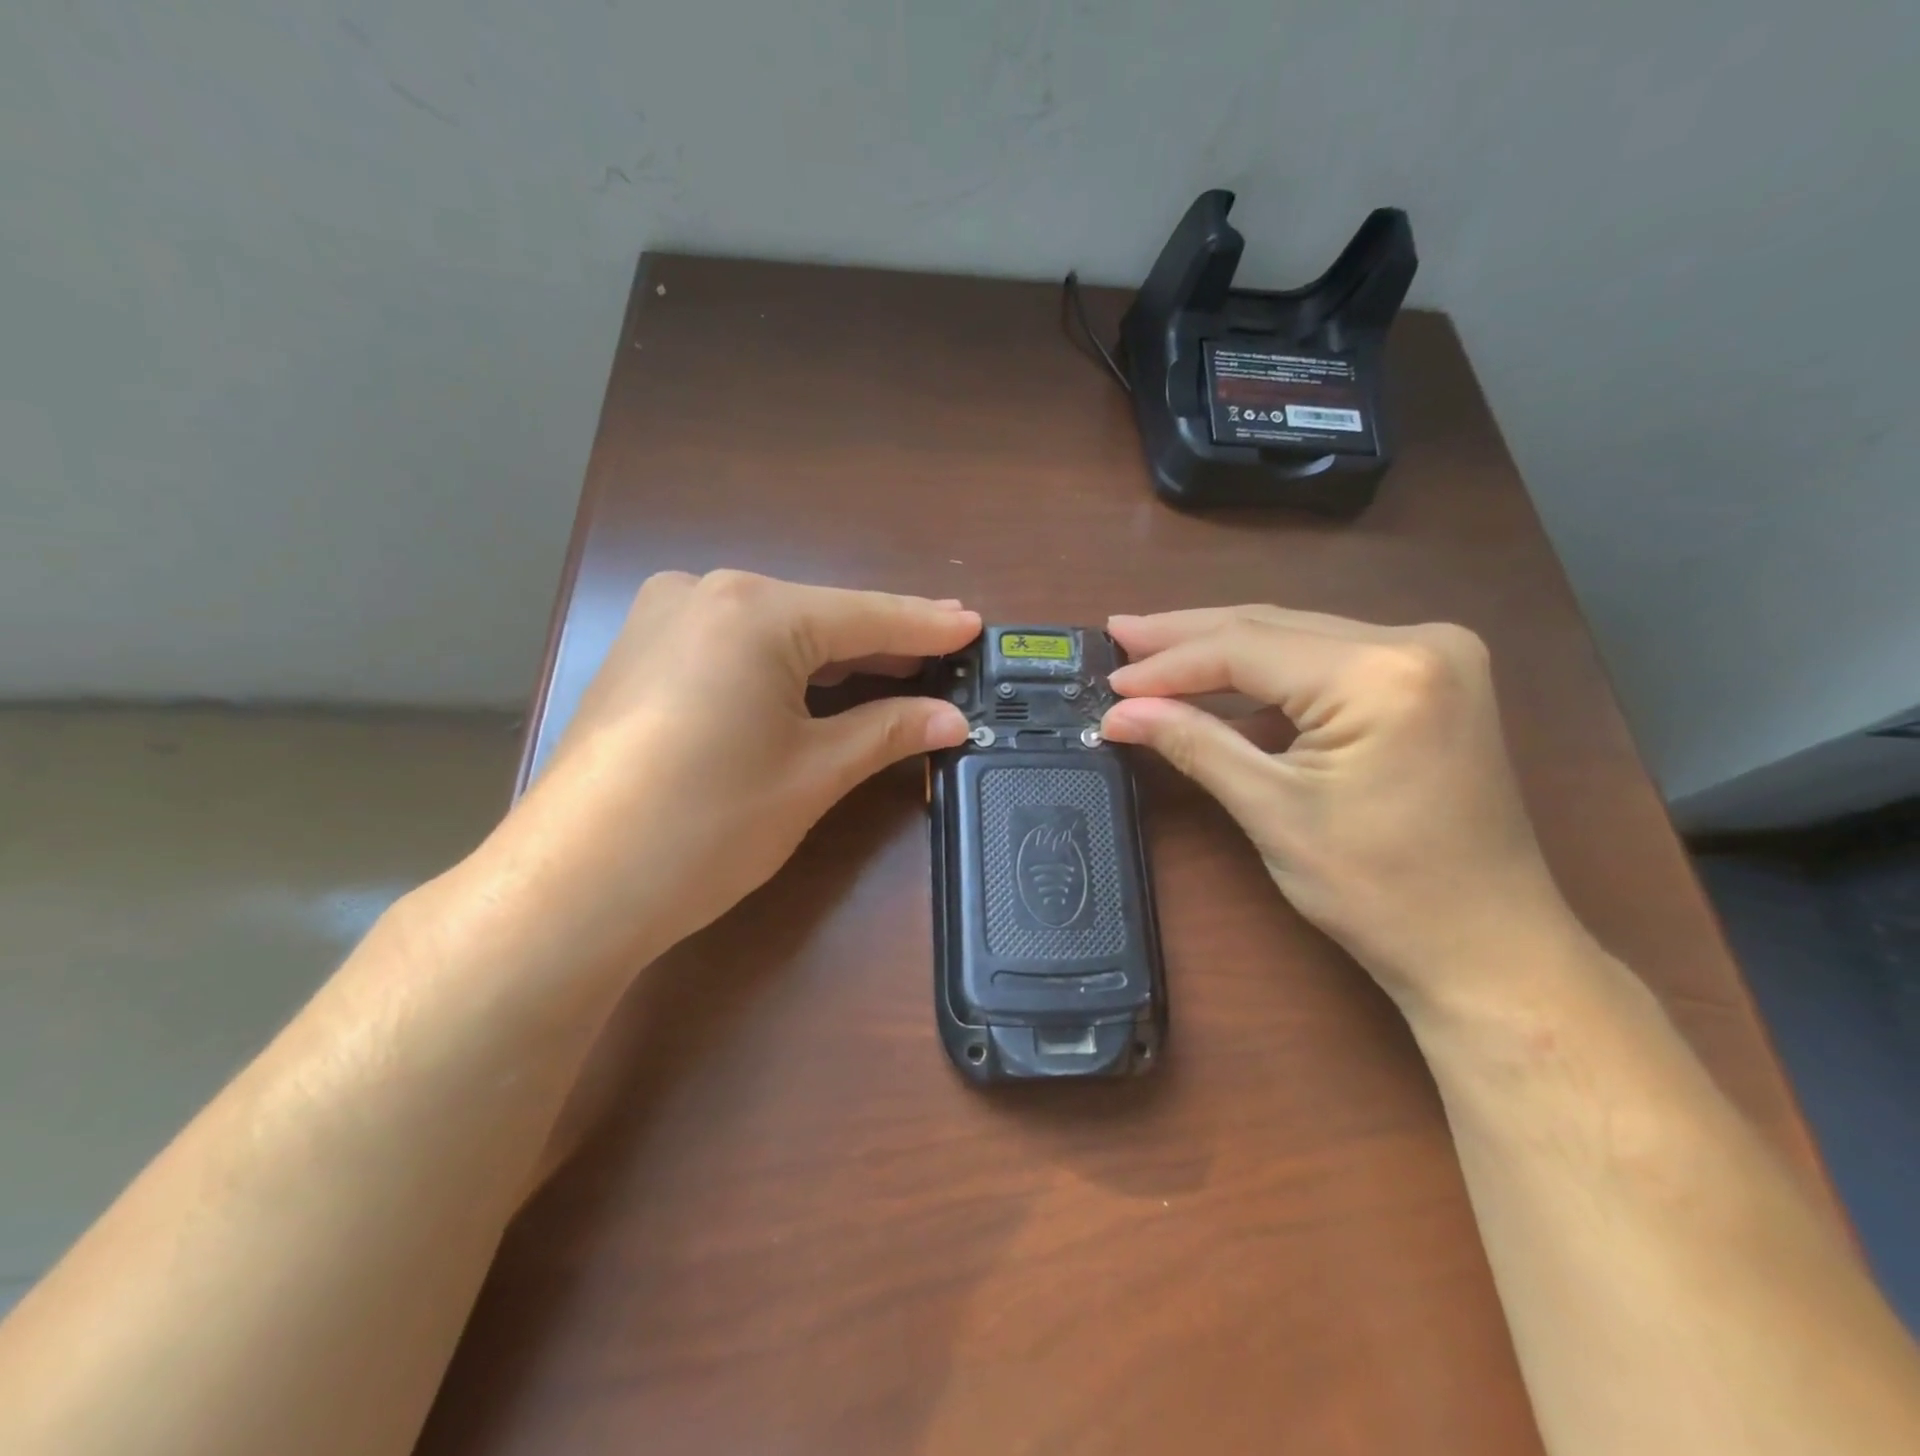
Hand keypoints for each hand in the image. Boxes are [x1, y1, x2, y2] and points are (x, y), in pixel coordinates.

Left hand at [486, 570, 978, 973]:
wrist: (572, 887)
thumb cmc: (707, 824)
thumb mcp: (813, 774)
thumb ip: (889, 731)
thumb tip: (953, 719)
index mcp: (753, 609)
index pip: (865, 616)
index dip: (926, 626)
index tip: (975, 625)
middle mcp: (703, 593)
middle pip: (818, 618)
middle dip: (883, 641)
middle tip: (945, 650)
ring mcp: (662, 621)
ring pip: (775, 632)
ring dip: (835, 656)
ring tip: (899, 665)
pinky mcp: (642, 655)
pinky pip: (735, 648)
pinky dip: (785, 667)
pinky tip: (820, 683)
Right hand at [1100, 607, 1580, 1011]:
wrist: (1487, 948)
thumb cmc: (1380, 891)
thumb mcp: (1273, 812)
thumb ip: (1196, 744)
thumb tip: (1120, 713)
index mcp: (1382, 673)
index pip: (1246, 647)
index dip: (1168, 664)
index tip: (1110, 680)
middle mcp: (1416, 641)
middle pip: (1271, 626)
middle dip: (1187, 637)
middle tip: (1119, 632)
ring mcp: (1431, 656)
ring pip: (1296, 638)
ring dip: (1222, 650)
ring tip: (1151, 649)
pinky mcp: (1428, 681)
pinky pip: (1325, 662)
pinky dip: (1266, 676)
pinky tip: (1216, 684)